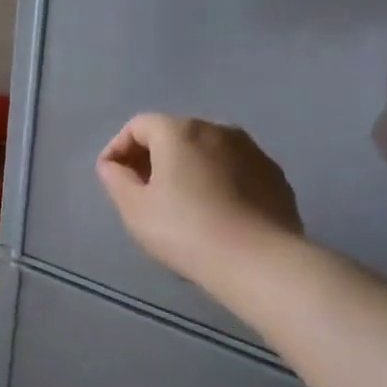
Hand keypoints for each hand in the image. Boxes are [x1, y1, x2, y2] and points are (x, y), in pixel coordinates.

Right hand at [96, 115, 301, 283]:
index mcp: (179, 132)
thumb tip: (112, 166)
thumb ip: (116, 180)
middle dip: (153, 156)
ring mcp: (252, 150)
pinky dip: (217, 179)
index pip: (138, 126)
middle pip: (174, 133)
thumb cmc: (186, 231)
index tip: (112, 177)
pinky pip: (234, 168)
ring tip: (179, 201)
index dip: (118, 148)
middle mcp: (217, 129)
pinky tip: (214, 210)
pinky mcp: (274, 174)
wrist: (259, 261)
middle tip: (142, 190)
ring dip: (187, 167)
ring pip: (207, 150)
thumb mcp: (135, 209)